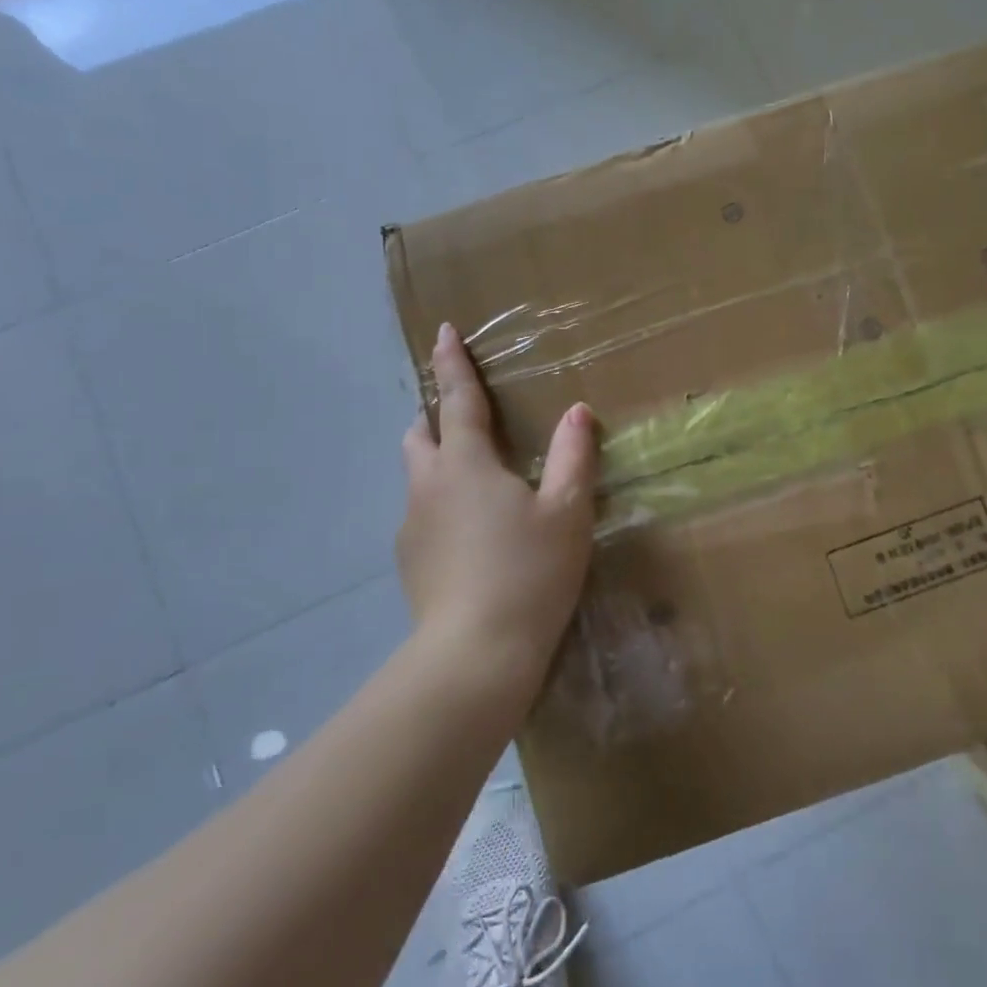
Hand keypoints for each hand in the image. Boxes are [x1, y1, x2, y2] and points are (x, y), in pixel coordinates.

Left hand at [397, 322, 597, 680]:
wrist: (475, 654)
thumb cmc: (529, 572)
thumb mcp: (567, 512)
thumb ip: (573, 457)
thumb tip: (578, 412)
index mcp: (466, 464)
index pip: (456, 400)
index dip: (452, 364)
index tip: (443, 332)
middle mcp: (429, 486)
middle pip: (420, 434)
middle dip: (435, 415)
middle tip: (460, 415)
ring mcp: (411, 526)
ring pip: (419, 477)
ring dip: (438, 463)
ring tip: (474, 481)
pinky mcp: (409, 562)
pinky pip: (422, 516)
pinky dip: (441, 507)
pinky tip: (470, 538)